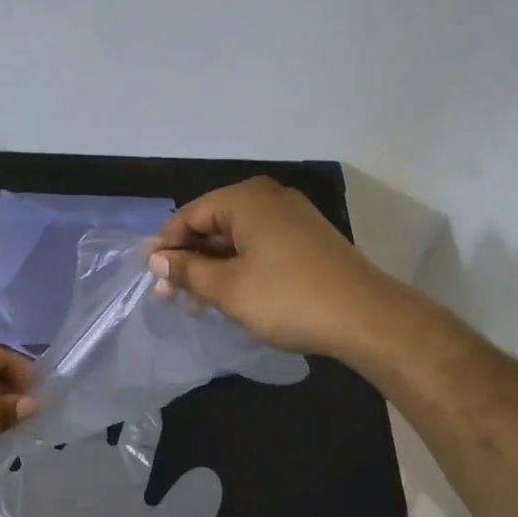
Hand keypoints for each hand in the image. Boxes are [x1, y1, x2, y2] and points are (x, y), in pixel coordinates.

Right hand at [147, 177, 398, 361]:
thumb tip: (156, 258)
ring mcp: (292, 218)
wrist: (367, 318)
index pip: (189, 215)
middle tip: (169, 296)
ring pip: (236, 239)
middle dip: (189, 259)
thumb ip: (187, 270)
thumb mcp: (228, 288)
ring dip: (212, 268)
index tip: (150, 278)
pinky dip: (239, 268)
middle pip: (213, 224)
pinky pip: (259, 247)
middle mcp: (269, 198)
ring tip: (196, 305)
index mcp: (246, 199)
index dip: (166, 246)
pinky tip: (229, 297)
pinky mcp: (307, 240)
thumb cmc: (288, 298)